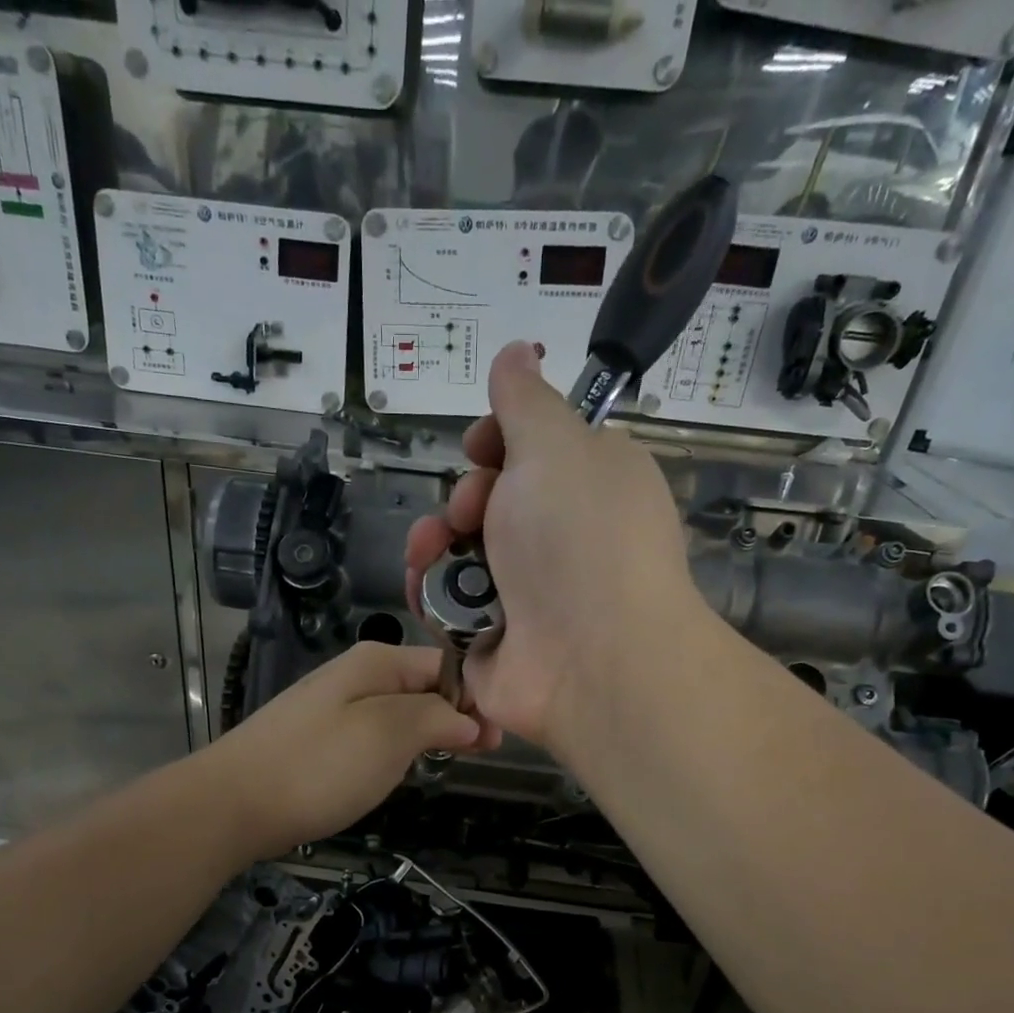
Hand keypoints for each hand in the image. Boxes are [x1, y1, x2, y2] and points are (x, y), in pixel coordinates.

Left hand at [201, 642, 487, 854]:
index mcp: (377, 661)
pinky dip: (396, 751)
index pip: (446, 665)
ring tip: (450, 762)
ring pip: (400, 713)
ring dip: (428, 735)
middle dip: (456, 716)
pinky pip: (373, 735)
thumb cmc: (318, 766)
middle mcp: (356, 675)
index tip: (499, 738)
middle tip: (484, 755)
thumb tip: (472, 719)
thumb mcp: (390, 734)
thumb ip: (437, 718)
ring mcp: (334, 706)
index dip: (477, 696)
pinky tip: (399, 771)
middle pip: (424, 687)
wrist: (231, 804)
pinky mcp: (319, 739)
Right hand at [405, 341, 704, 755]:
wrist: (590, 660)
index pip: (535, 452)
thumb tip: (516, 352)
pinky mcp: (491, 636)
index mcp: (590, 486)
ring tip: (432, 550)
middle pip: (489, 500)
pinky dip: (430, 589)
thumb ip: (526, 400)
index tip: (483, 447)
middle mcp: (560, 539)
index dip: (498, 442)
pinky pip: (446, 601)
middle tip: (472, 511)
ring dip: (434, 540)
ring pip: (459, 551)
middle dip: (466, 496)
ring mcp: (526, 593)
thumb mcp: (557, 446)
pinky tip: (423, 585)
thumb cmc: (580, 539)